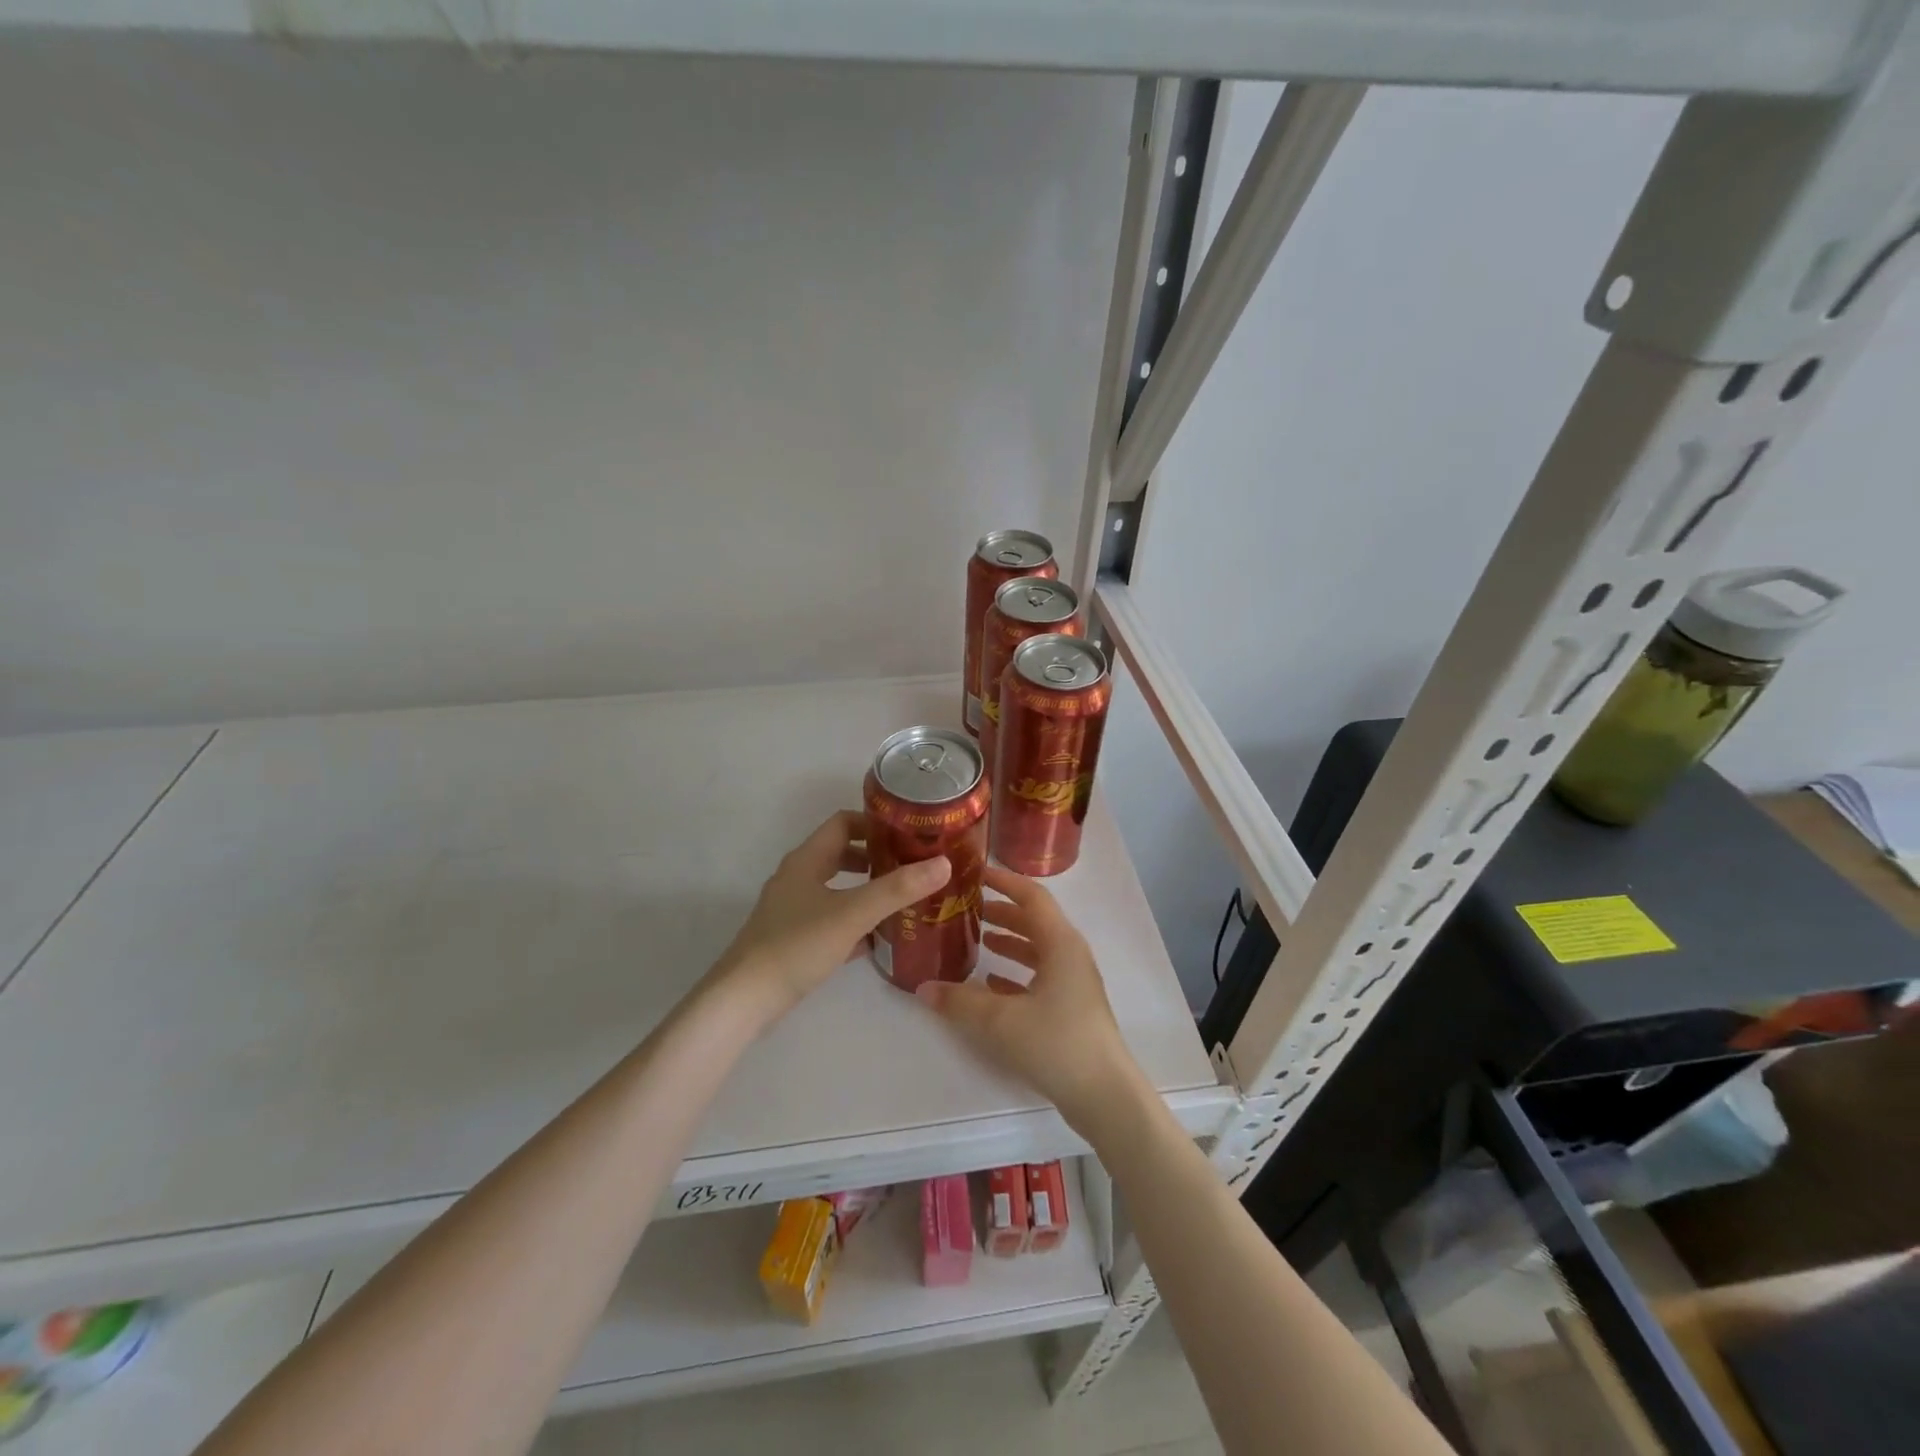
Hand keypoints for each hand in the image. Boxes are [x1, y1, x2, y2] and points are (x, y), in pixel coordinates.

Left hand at [711, 810, 951, 1019]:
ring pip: (835, 887)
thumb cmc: (797, 945)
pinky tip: (877, 937)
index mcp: (806, 860)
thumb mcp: (852, 913)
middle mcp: (797, 877)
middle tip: (911, 866)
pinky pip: (830, 917)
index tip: (908, 833)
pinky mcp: (792, 938)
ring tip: (900, 899)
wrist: (744, 999)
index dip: (875, 823)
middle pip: (840, 853)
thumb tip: (943, 863)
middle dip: (875, 856)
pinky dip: (853, 919)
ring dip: (865, 888)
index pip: (843, 822)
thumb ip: (897, 889)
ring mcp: (792, 909)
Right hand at [915, 864, 1143, 1134]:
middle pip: (1036, 921)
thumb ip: (959, 1002)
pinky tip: (992, 985)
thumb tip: (922, 988)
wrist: (1105, 1095)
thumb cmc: (1057, 1043)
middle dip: (1003, 911)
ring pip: (1039, 949)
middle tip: (969, 909)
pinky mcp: (1073, 1007)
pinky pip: (1042, 976)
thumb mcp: (1000, 1021)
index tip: (976, 874)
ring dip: (1011, 941)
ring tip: (980, 941)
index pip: (1031, 896)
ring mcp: (1075, 982)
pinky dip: (1018, 972)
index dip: (1004, 881)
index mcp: (1061, 943)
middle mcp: (1071, 955)